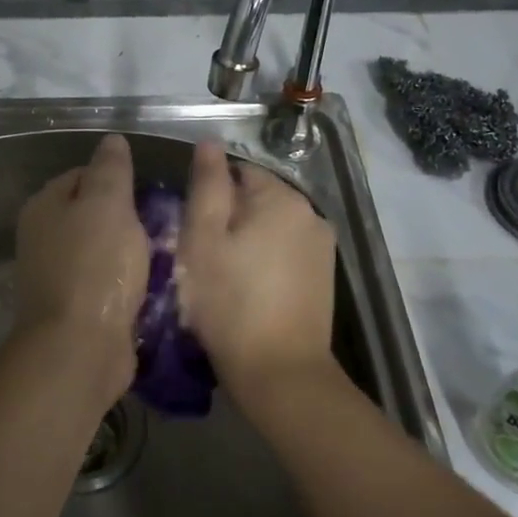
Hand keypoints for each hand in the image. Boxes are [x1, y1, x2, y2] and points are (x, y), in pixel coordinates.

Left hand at [9, 134, 148, 410]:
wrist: (81, 347)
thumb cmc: (96, 266)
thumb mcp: (108, 203)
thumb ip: (111, 169)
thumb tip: (111, 140)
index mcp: (44, 206)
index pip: (82, 174)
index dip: (116, 177)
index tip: (149, 189)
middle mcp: (43, 237)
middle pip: (92, 214)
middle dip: (127, 217)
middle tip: (163, 221)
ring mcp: (56, 275)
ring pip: (102, 249)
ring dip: (131, 252)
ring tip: (166, 252)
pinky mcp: (74, 308)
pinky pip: (107, 283)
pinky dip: (128, 282)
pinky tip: (154, 285)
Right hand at [177, 142, 339, 408]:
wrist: (280, 372)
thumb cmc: (229, 302)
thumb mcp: (202, 239)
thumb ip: (206, 185)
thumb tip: (208, 143)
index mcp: (280, 197)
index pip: (237, 172)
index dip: (210, 196)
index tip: (193, 230)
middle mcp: (310, 212)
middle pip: (258, 198)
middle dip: (231, 217)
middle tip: (204, 255)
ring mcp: (322, 245)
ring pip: (272, 226)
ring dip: (249, 239)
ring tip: (225, 275)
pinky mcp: (324, 275)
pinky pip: (287, 251)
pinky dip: (268, 260)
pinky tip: (250, 290)